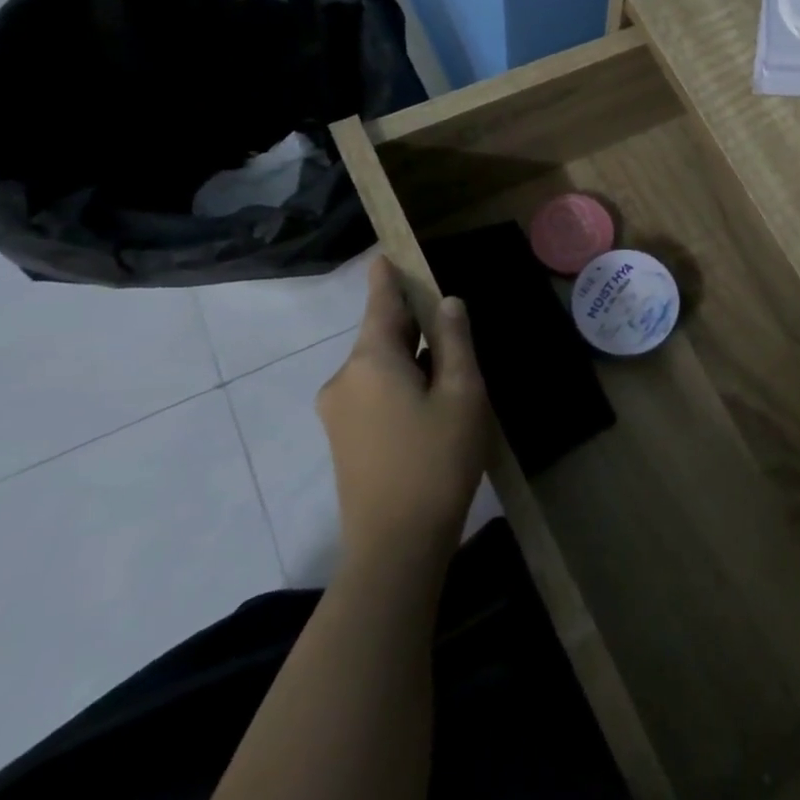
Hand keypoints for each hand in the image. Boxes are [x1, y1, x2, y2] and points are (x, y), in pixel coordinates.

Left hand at [317, 258, 490, 567]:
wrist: (395, 546)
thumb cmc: (437, 459)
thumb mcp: (461, 393)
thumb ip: (454, 341)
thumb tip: (447, 303)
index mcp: (371, 360)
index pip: (380, 303)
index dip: (387, 277)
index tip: (386, 254)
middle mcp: (344, 378)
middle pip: (381, 335)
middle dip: (413, 325)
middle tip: (451, 325)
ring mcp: (338, 411)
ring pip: (379, 366)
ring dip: (410, 360)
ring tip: (451, 374)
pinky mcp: (342, 439)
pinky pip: (372, 392)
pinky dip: (400, 384)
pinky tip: (430, 405)